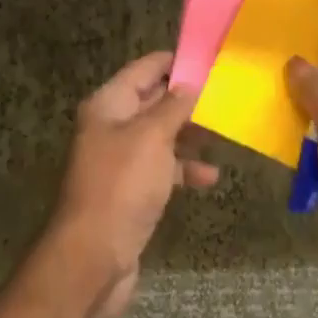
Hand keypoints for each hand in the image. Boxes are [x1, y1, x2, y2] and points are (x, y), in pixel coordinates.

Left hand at [48, 51, 218, 317]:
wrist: (93, 259)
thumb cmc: (122, 186)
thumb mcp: (152, 137)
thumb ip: (173, 106)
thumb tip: (190, 83)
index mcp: (108, 105)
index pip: (144, 69)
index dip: (174, 61)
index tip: (209, 57)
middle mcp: (111, 127)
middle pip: (153, 101)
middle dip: (187, 99)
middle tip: (225, 94)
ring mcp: (121, 161)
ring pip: (161, 136)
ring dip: (189, 135)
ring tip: (223, 133)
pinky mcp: (131, 191)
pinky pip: (162, 169)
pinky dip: (184, 169)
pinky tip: (210, 177)